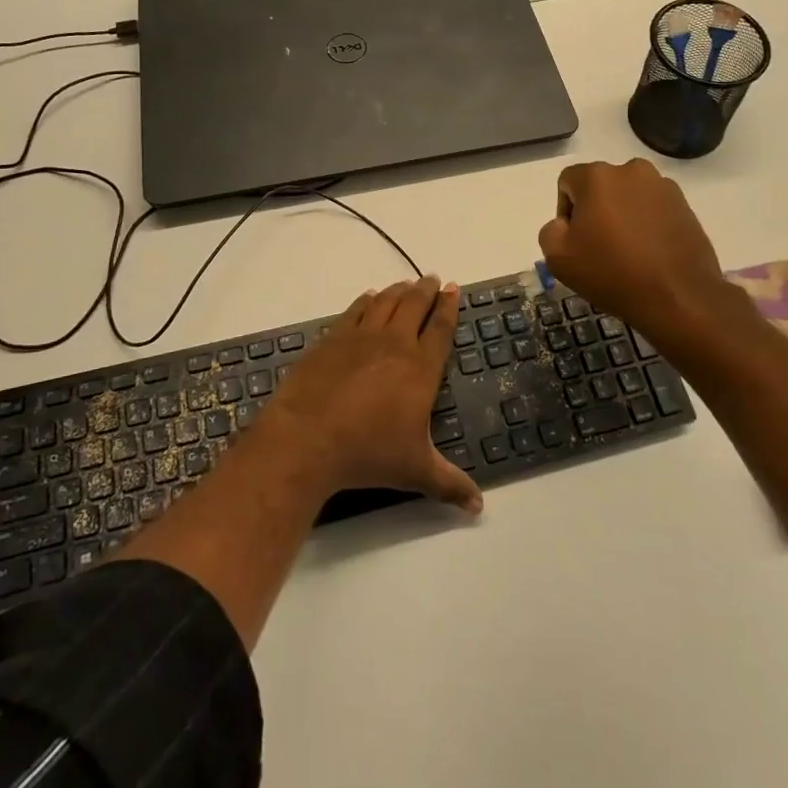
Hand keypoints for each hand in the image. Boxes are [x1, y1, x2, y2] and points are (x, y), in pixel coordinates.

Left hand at [263, 277, 482, 512]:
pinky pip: (355, 310)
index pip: (441, 328)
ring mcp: (361, 337)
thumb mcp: (415, 472)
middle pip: (415, 305)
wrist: (308, 438)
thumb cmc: (368, 453)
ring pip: (386, 302)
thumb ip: (450, 484)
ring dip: (399, 290)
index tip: (453, 289)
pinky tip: (368, 298)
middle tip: (432, 279)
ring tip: (406, 284)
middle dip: (426, 290)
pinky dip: (366, 301)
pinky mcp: (332, 339)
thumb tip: (479, 507)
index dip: (449, 307)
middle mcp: (395, 343)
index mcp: (421, 368)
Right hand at [537, 159, 726, 332]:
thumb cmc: (611, 272)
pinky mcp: (685, 206)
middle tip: (600, 248)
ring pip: (628, 197)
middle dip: (595, 212)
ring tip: (628, 252)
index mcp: (598, 176)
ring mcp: (663, 187)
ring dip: (622, 216)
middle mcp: (632, 170)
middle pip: (600, 187)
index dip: (565, 212)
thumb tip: (566, 224)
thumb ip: (550, 230)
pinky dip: (647, 224)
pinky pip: (653, 209)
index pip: (567, 182)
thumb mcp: (557, 257)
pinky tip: (650, 253)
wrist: (678, 297)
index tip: (576, 242)